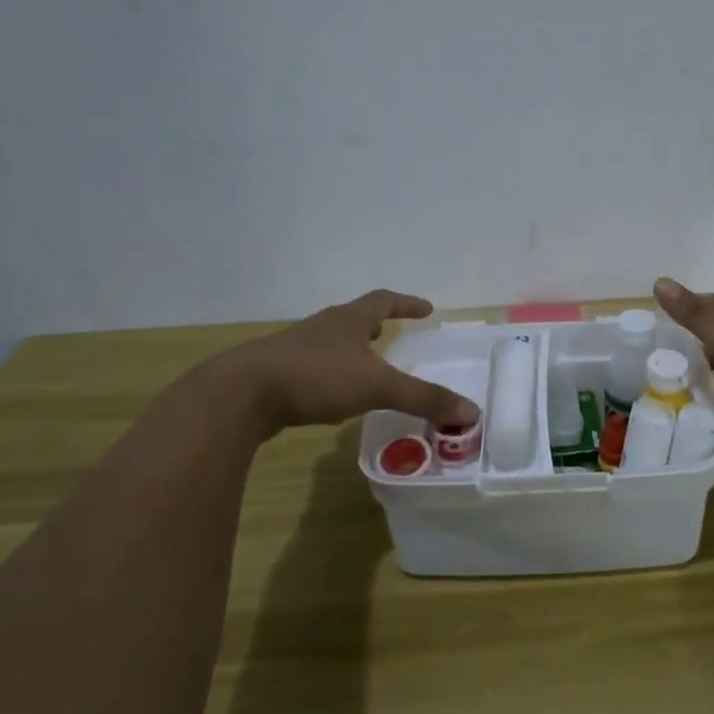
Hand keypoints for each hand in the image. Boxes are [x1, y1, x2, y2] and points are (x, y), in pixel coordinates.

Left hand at [222, 290, 479, 437]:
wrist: (242, 394)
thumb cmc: (315, 377)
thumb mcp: (377, 386)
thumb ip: (423, 398)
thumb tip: (471, 412)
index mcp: (347, 320)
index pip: (383, 301)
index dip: (406, 303)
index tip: (426, 307)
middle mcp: (322, 328)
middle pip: (353, 318)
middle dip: (375, 325)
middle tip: (392, 333)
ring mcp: (296, 350)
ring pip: (331, 343)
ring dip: (351, 350)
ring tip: (366, 364)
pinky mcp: (277, 375)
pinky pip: (313, 368)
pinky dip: (331, 375)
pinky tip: (332, 395)